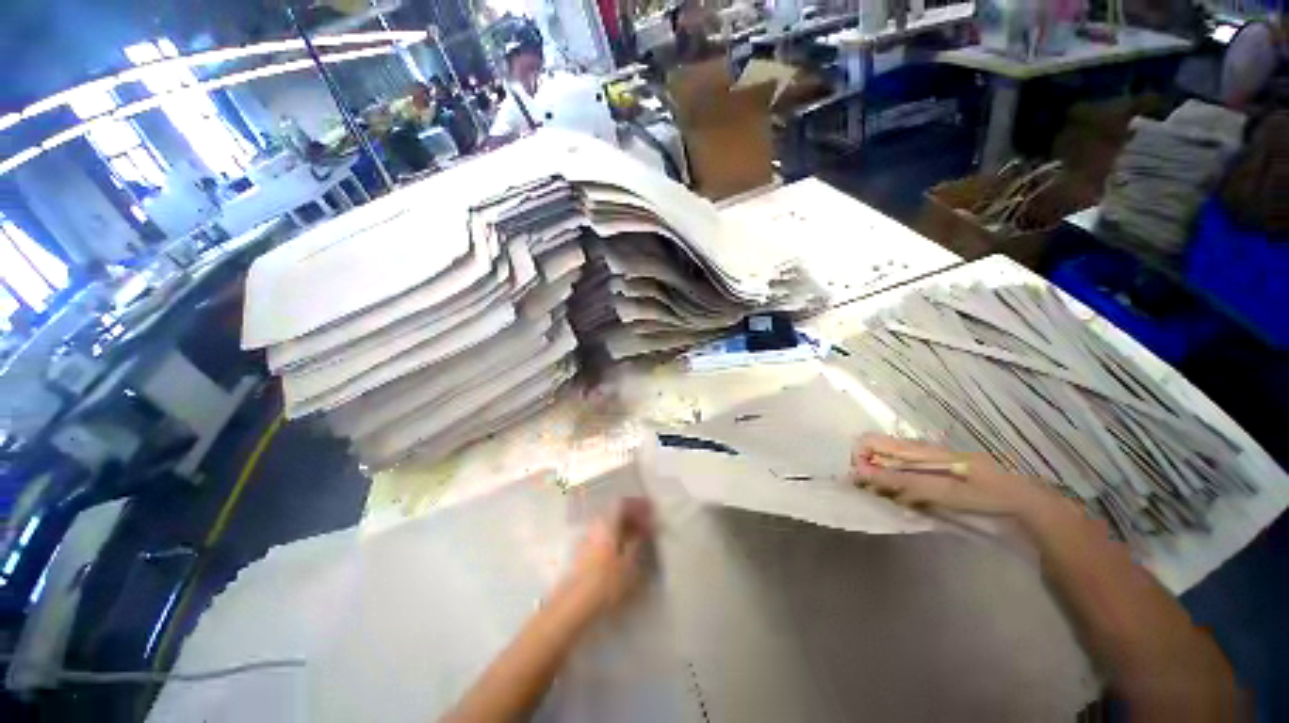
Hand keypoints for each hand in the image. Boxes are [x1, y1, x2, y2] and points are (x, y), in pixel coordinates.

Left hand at [566, 498, 655, 612]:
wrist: (573, 607)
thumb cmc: (606, 583)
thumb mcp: (629, 565)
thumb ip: (638, 543)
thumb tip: (644, 531)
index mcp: (606, 524)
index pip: (622, 503)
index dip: (638, 504)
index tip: (651, 511)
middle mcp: (595, 526)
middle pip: (614, 513)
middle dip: (632, 517)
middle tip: (647, 526)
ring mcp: (586, 539)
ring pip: (608, 526)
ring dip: (624, 528)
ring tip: (639, 540)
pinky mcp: (582, 554)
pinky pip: (603, 537)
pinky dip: (616, 539)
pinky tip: (623, 553)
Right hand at [850, 434, 1051, 516]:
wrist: (1032, 505)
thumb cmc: (989, 496)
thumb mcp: (947, 491)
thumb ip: (905, 482)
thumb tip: (863, 473)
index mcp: (920, 450)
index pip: (872, 441)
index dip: (859, 458)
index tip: (860, 482)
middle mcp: (920, 451)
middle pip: (878, 452)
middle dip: (869, 472)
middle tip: (875, 496)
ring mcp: (928, 462)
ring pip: (890, 465)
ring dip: (882, 482)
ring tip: (891, 502)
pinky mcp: (935, 474)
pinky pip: (904, 475)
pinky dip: (897, 488)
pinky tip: (906, 502)